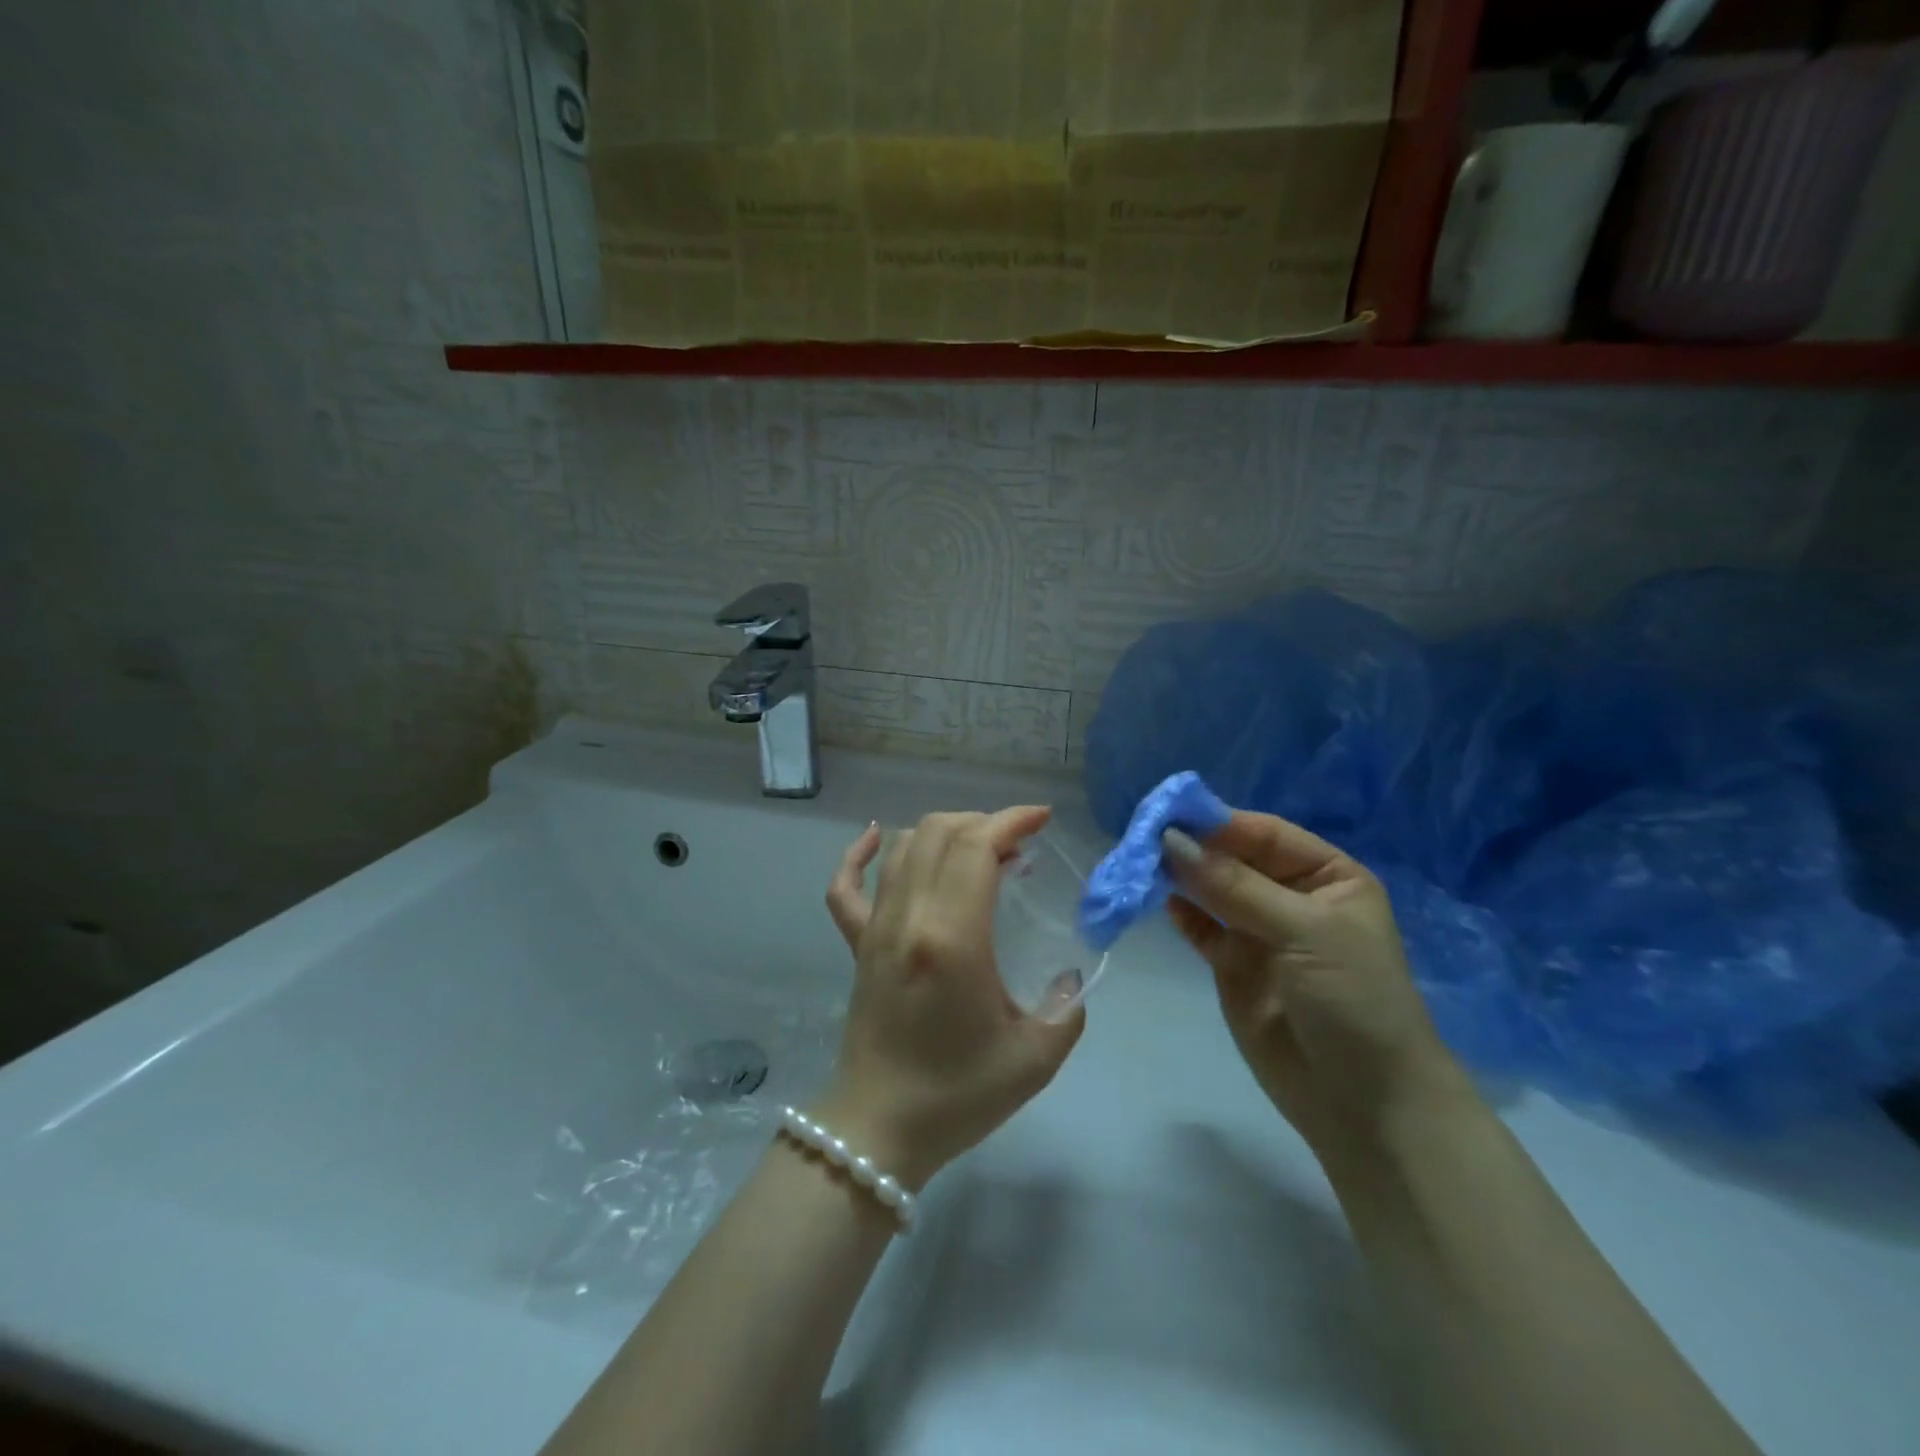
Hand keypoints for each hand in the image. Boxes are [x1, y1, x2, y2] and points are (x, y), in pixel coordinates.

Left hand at [819, 808, 1086, 1189]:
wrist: (879, 1129)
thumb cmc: (958, 1095)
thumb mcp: (1034, 1057)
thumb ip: (1066, 1008)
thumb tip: (1068, 976)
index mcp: (952, 938)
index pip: (976, 847)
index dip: (1010, 821)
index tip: (1041, 820)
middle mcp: (908, 918)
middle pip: (939, 833)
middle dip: (984, 822)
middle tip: (1017, 843)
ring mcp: (875, 928)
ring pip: (901, 847)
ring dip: (943, 831)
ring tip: (977, 849)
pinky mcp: (857, 944)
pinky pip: (845, 886)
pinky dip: (858, 853)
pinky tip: (876, 838)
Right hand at [1164, 812, 1464, 1149]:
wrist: (1364, 1103)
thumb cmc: (1353, 999)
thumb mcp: (1305, 931)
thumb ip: (1235, 886)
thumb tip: (1171, 842)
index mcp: (1326, 876)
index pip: (1263, 834)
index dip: (1217, 823)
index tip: (1167, 815)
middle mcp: (1291, 896)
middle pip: (1232, 858)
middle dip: (1192, 849)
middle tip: (1142, 839)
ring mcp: (1259, 931)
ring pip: (1211, 890)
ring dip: (1179, 877)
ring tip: (1138, 865)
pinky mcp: (1233, 964)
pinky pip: (1200, 927)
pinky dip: (1179, 912)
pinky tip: (1156, 899)